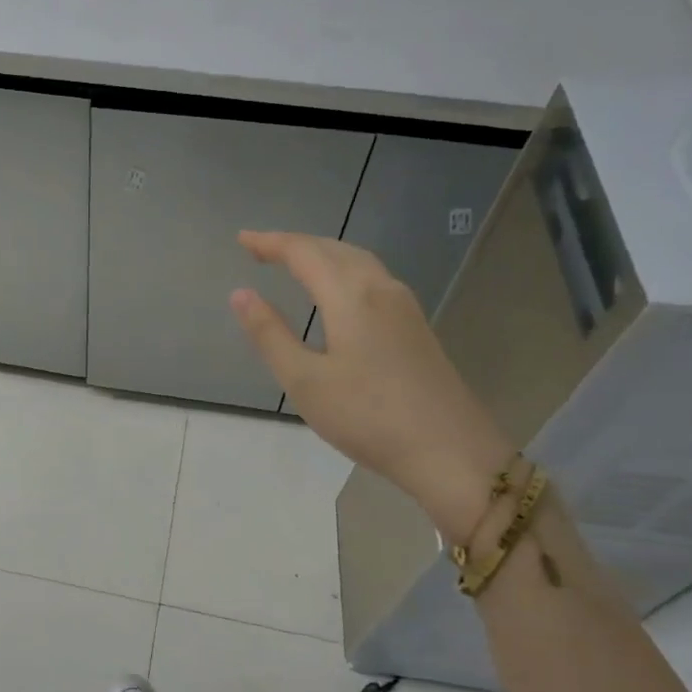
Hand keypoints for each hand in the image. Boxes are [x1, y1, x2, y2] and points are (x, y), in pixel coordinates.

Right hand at [229, 231, 512, 537]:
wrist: (450, 451)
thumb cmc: (367, 417)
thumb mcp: (304, 381)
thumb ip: (270, 334)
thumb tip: (240, 293)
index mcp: (350, 297)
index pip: (304, 253)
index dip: (270, 243)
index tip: (242, 239)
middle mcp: (380, 289)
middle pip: (334, 249)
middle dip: (296, 244)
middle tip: (261, 249)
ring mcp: (404, 307)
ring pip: (358, 261)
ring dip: (323, 253)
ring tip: (295, 262)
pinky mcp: (416, 327)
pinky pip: (373, 278)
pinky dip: (344, 270)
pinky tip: (339, 291)